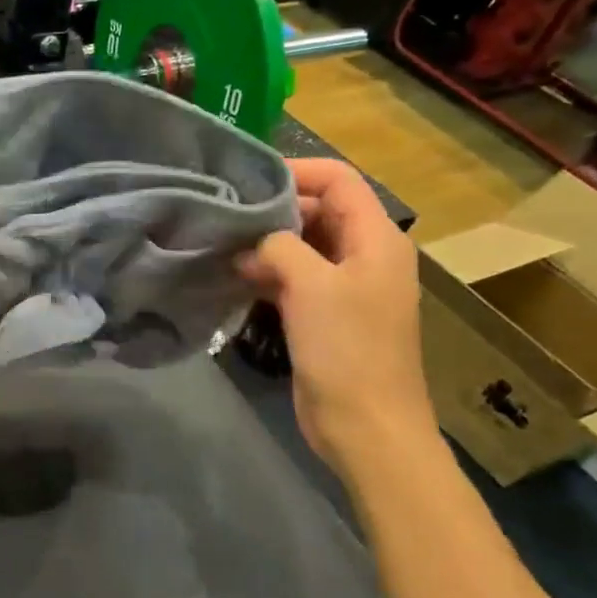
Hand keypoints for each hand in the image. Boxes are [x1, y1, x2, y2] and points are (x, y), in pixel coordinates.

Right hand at [237, 159, 433, 469]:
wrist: (365, 426)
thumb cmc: (347, 349)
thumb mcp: (311, 285)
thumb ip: (279, 246)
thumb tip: (251, 243)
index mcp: (376, 238)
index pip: (338, 180)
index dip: (295, 171)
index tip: (245, 181)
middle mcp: (364, 255)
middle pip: (318, 210)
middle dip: (272, 209)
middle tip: (223, 214)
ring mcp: (344, 287)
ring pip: (301, 246)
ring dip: (265, 243)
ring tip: (220, 243)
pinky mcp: (324, 315)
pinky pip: (293, 278)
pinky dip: (266, 272)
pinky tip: (232, 276)